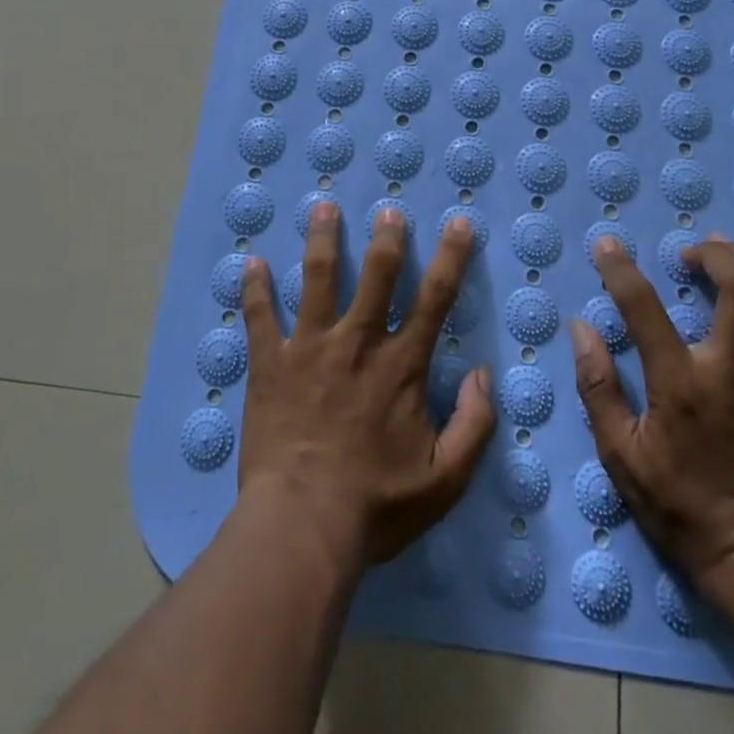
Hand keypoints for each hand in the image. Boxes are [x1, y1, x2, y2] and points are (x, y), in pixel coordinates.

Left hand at [239, 202, 495, 566]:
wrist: (302, 526)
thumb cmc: (375, 505)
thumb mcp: (445, 479)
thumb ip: (474, 424)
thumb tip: (484, 375)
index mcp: (400, 365)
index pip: (435, 299)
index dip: (451, 257)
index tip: (458, 223)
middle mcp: (357, 342)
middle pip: (376, 275)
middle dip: (385, 239)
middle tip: (388, 210)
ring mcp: (310, 347)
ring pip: (318, 279)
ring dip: (322, 240)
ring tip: (323, 207)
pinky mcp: (270, 363)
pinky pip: (259, 316)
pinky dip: (254, 288)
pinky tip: (250, 262)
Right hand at [568, 233, 733, 581]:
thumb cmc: (680, 505)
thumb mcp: (621, 454)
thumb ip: (598, 386)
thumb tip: (581, 328)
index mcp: (681, 383)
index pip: (644, 306)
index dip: (620, 268)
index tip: (607, 245)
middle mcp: (733, 369)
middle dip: (715, 253)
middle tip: (689, 253)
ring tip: (723, 262)